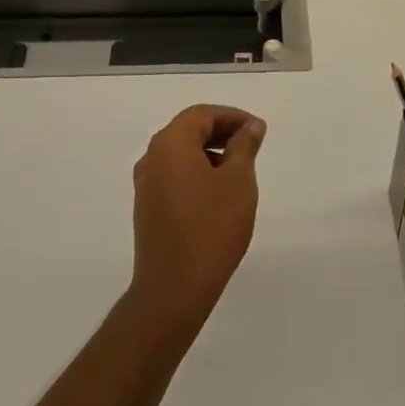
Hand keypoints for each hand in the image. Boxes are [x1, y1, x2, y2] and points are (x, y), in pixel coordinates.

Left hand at [127, 105, 266, 336]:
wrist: (173, 290)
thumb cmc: (210, 228)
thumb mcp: (238, 181)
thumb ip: (244, 146)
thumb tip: (251, 126)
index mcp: (170, 144)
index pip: (202, 114)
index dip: (232, 117)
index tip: (258, 131)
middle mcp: (152, 158)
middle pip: (189, 131)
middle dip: (222, 133)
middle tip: (252, 147)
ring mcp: (146, 185)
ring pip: (181, 155)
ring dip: (210, 154)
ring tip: (239, 172)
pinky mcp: (147, 209)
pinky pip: (174, 176)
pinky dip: (197, 174)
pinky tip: (218, 196)